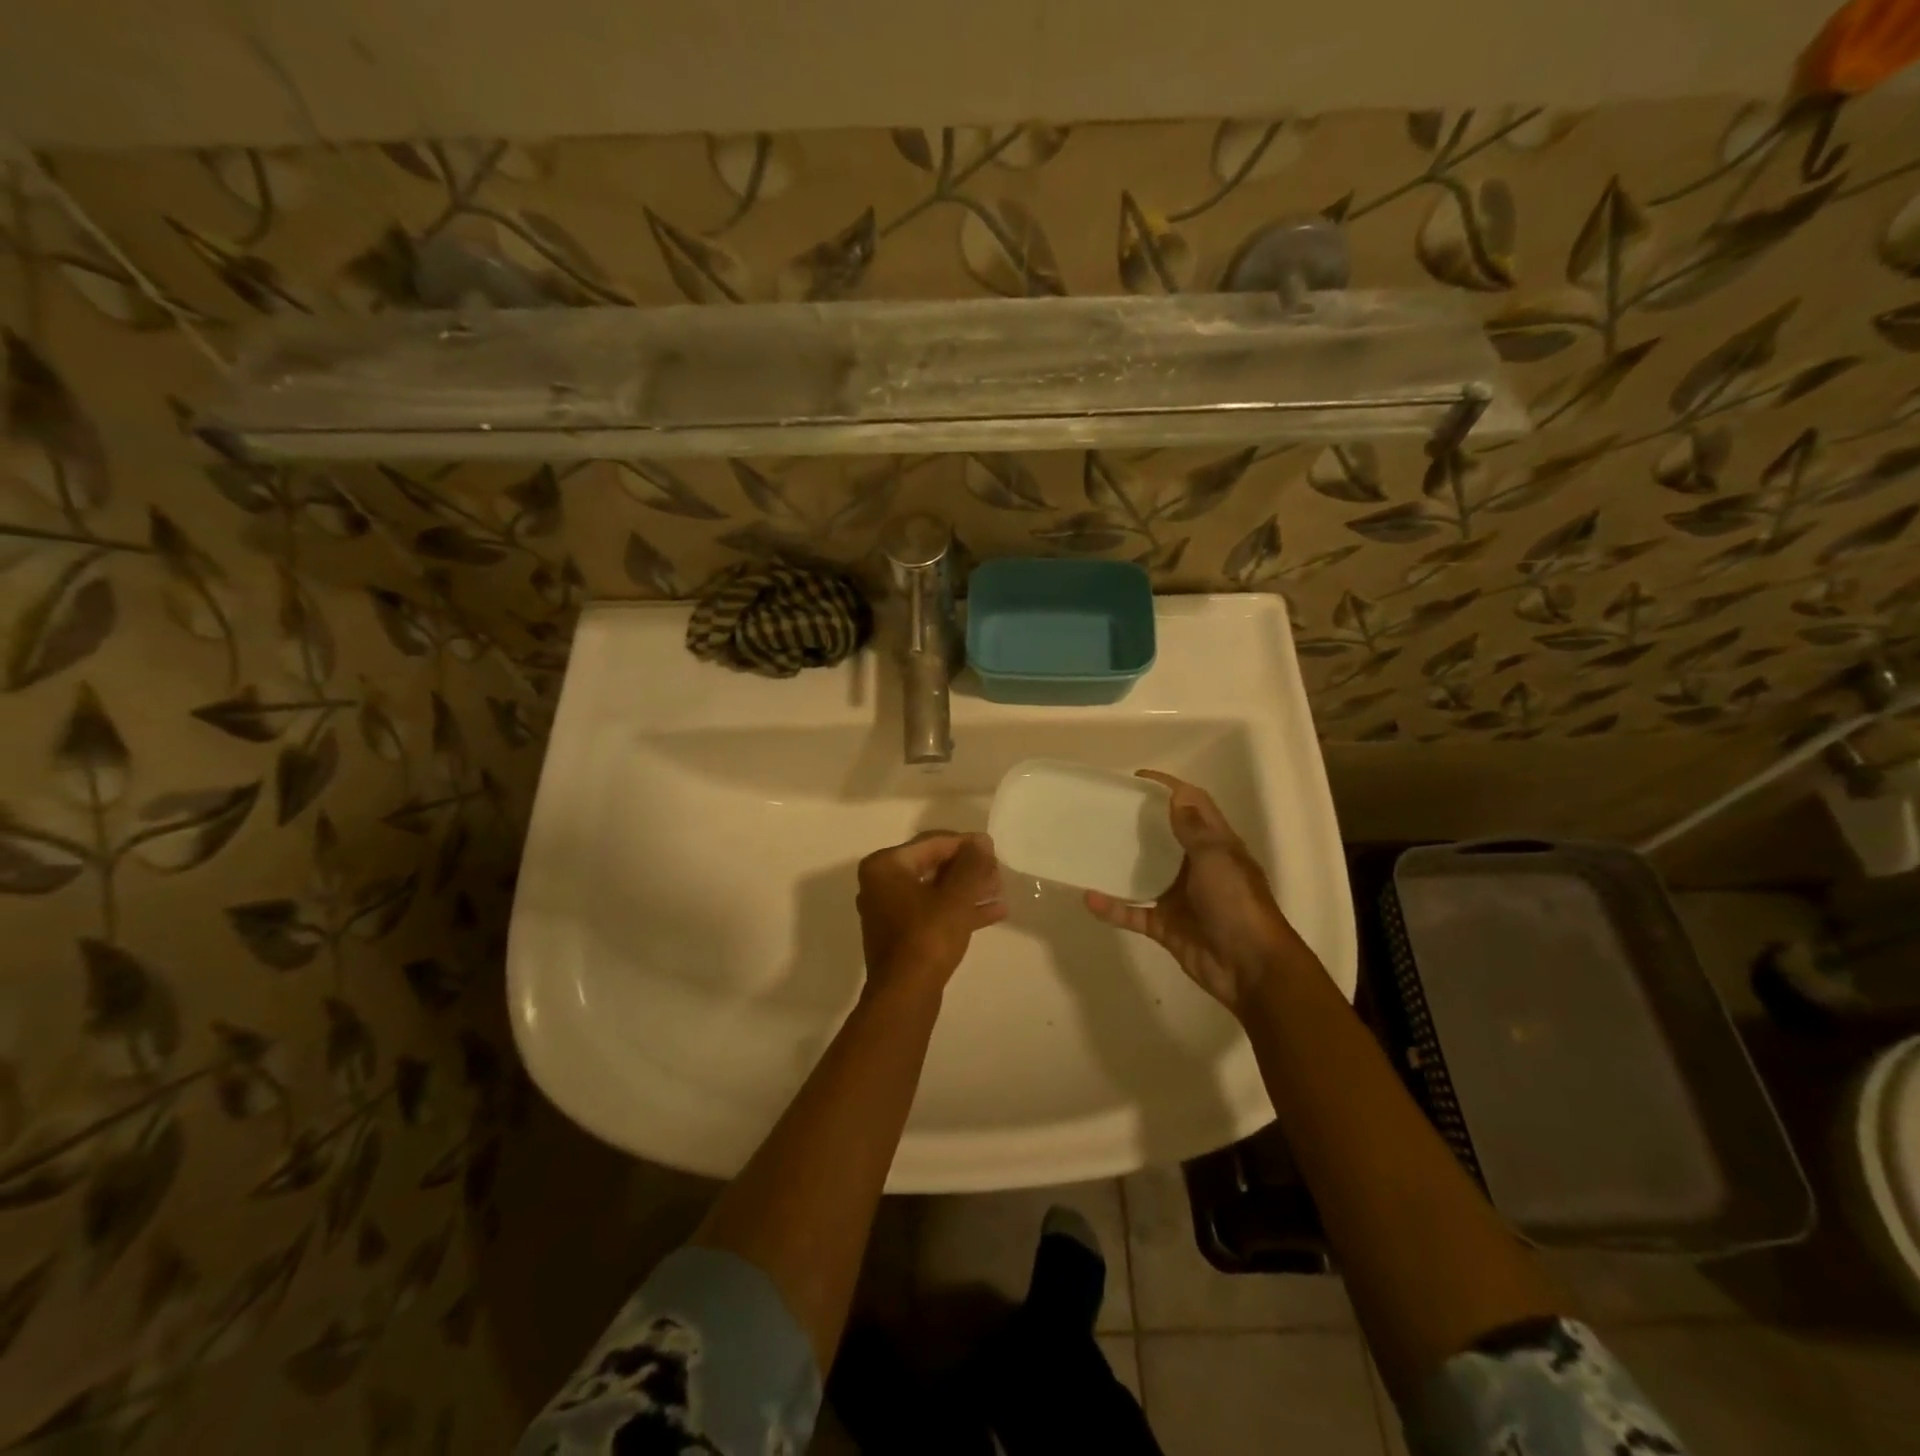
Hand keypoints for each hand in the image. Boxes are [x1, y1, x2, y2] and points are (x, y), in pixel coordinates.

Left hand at [856, 832, 1006, 995]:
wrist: (905, 995)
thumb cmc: (928, 936)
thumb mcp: (956, 895)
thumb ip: (971, 863)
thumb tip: (981, 841)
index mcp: (885, 866)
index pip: (933, 843)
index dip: (966, 844)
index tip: (993, 849)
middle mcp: (881, 884)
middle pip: (933, 866)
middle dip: (968, 869)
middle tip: (998, 872)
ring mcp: (889, 911)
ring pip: (935, 891)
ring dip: (968, 889)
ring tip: (1000, 889)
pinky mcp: (901, 935)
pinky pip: (933, 912)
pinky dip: (959, 910)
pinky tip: (994, 911)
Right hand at [1085, 771, 1310, 1012]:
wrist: (1251, 969)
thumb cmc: (1237, 904)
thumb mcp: (1216, 858)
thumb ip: (1193, 829)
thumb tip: (1177, 795)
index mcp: (1216, 846)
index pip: (1194, 805)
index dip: (1169, 788)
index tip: (1136, 779)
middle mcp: (1197, 867)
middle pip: (1165, 837)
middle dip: (1138, 822)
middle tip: (1104, 809)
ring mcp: (1180, 898)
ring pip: (1144, 874)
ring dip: (1121, 863)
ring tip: (1090, 846)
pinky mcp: (1166, 926)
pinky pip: (1133, 913)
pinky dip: (1112, 907)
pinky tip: (1089, 898)